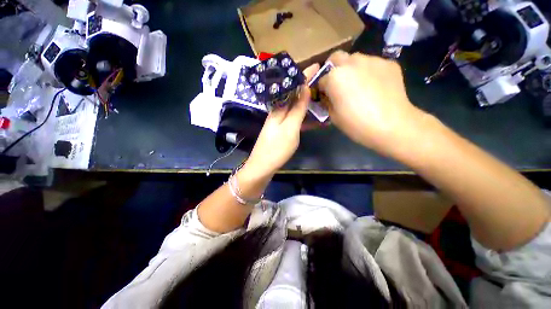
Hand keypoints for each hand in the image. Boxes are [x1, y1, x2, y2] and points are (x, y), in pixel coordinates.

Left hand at [244, 64, 319, 176]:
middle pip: (293, 97)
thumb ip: (297, 109)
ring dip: (307, 104)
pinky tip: (312, 119)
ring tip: (321, 100)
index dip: (304, 77)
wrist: (262, 167)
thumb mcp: (290, 128)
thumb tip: (304, 88)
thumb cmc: (277, 148)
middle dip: (307, 89)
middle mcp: (277, 112)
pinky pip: (294, 120)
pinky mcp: (281, 131)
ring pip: (294, 108)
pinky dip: (303, 118)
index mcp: (278, 109)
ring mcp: (278, 122)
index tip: (316, 66)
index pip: (293, 88)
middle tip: (322, 83)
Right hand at [319, 51, 426, 156]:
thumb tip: (328, 96)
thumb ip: (327, 101)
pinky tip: (374, 87)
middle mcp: (352, 63)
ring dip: (352, 69)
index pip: (321, 79)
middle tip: (338, 84)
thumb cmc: (356, 124)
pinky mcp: (389, 64)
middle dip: (333, 69)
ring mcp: (372, 60)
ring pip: (356, 59)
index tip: (325, 96)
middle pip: (336, 58)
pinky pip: (373, 64)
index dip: (322, 89)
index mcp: (335, 77)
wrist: (392, 125)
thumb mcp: (333, 116)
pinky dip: (369, 73)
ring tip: (358, 86)